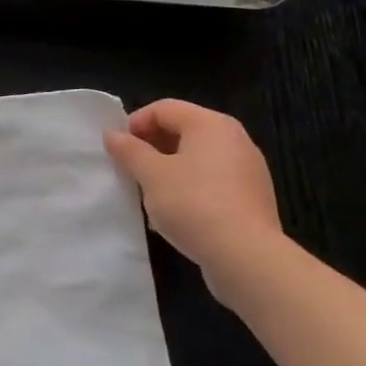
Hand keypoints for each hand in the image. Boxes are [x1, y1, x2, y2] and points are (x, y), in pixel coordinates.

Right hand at [104, 101, 284, 301]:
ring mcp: (248, 169)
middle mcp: (235, 139)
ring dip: (168, 168)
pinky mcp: (252, 198)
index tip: (118, 148)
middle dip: (151, 146)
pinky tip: (175, 212)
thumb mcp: (150, 174)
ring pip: (197, 158)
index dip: (135, 123)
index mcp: (211, 124)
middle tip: (130, 168)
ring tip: (148, 192)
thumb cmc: (193, 203)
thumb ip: (129, 150)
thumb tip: (112, 135)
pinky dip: (189, 187)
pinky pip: (212, 181)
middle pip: (182, 130)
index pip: (163, 108)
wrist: (246, 257)